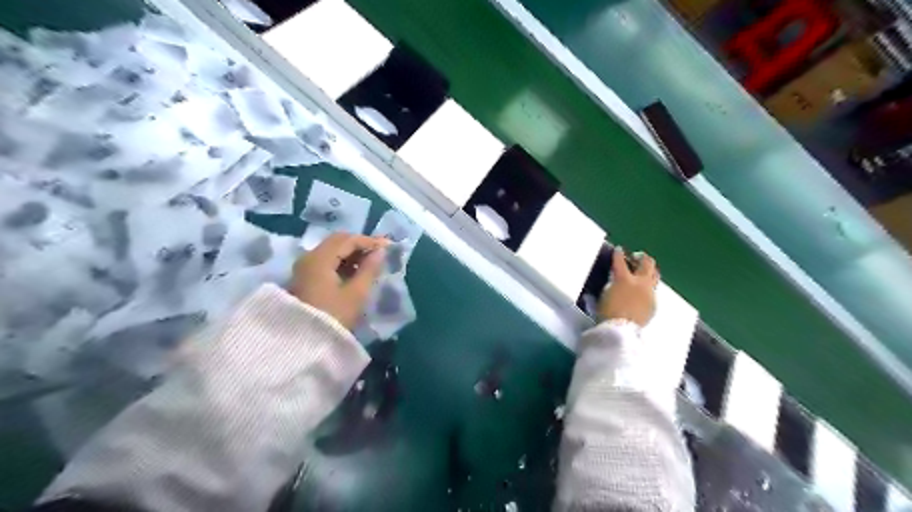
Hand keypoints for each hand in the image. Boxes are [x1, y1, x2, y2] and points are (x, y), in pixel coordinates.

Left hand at [290, 234, 390, 330]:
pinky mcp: (305, 279)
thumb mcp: (356, 293)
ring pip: (331, 251)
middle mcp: (309, 257)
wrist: (303, 344)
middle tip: (379, 253)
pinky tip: (355, 272)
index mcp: (320, 258)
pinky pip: (326, 262)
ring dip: (351, 254)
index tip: (388, 247)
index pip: (347, 240)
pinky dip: (341, 262)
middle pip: (337, 242)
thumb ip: (370, 269)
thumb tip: (380, 252)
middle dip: (359, 245)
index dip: (369, 241)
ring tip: (370, 263)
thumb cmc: (334, 317)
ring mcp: (304, 268)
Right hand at [597, 248, 659, 327]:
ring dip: (649, 271)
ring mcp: (649, 293)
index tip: (619, 250)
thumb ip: (610, 283)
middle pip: (647, 263)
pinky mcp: (653, 304)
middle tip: (637, 257)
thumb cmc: (606, 312)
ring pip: (655, 275)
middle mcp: (640, 282)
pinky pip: (652, 291)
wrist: (621, 330)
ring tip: (643, 272)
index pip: (620, 260)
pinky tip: (641, 293)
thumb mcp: (604, 294)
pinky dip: (647, 288)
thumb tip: (614, 279)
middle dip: (642, 258)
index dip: (618, 253)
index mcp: (624, 278)